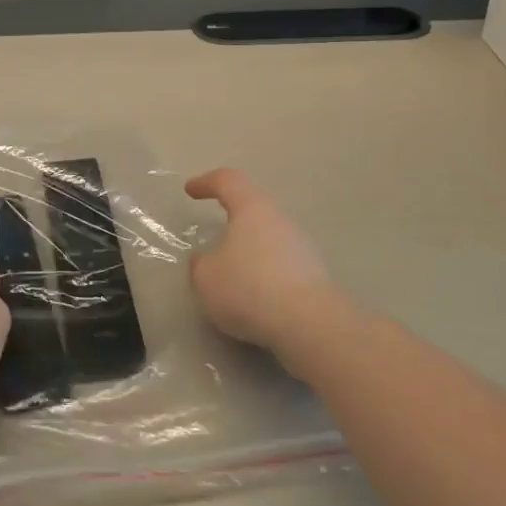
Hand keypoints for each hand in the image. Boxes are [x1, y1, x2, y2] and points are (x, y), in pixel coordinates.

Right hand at [185, 168, 336, 356]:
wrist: (310, 325)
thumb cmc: (249, 288)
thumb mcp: (206, 277)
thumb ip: (200, 263)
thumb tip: (207, 260)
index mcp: (252, 209)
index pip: (228, 181)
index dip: (207, 182)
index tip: (190, 191)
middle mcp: (280, 220)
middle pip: (253, 209)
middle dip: (232, 220)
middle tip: (214, 236)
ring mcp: (302, 248)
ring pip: (269, 239)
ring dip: (249, 252)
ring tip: (231, 276)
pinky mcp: (314, 276)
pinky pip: (281, 266)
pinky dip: (264, 276)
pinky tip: (254, 298)